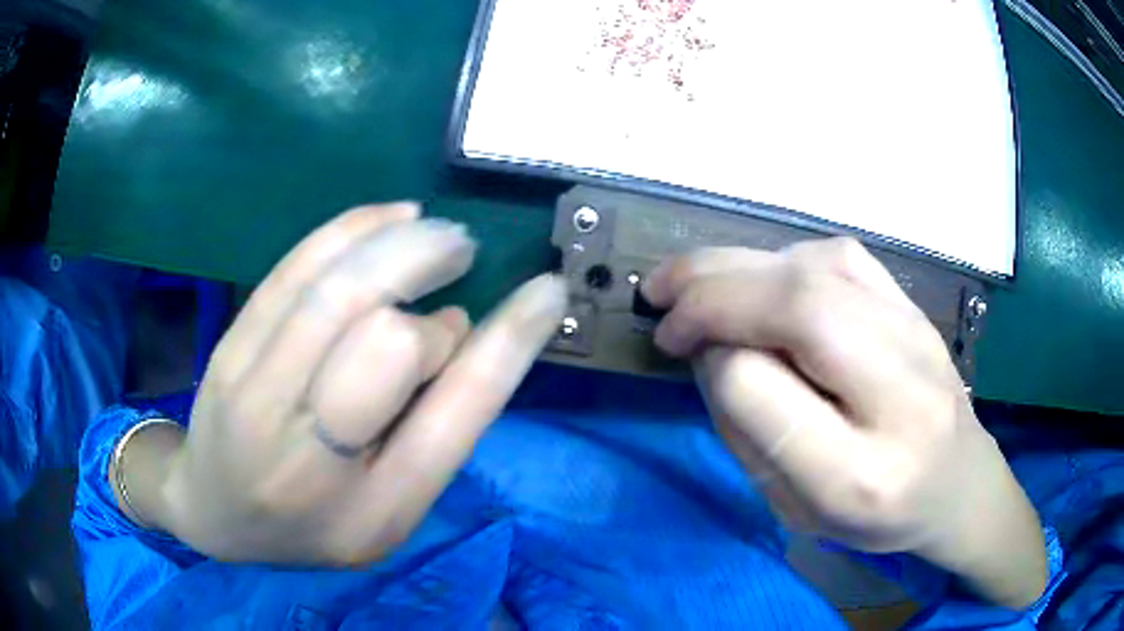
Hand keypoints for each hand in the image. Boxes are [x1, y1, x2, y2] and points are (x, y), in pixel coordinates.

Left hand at [149, 202, 566, 565]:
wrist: (216, 516)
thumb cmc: (313, 524)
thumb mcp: (388, 513)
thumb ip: (431, 433)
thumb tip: (461, 330)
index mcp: (373, 512)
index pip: (453, 415)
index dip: (508, 341)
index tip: (546, 290)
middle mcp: (309, 461)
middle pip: (387, 342)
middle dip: (433, 305)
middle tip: (459, 267)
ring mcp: (254, 399)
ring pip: (336, 293)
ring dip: (401, 247)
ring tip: (435, 234)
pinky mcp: (229, 353)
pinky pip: (292, 272)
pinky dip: (349, 231)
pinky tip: (388, 218)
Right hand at [643, 238, 1045, 607]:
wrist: (957, 483)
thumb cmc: (874, 517)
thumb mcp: (797, 509)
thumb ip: (750, 433)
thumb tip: (714, 346)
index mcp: (858, 476)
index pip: (761, 390)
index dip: (712, 363)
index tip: (688, 357)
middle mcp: (897, 396)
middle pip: (798, 308)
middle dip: (713, 294)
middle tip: (661, 300)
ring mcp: (915, 337)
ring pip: (816, 268)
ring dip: (738, 264)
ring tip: (690, 277)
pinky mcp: (914, 305)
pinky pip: (840, 257)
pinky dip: (783, 257)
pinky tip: (760, 276)